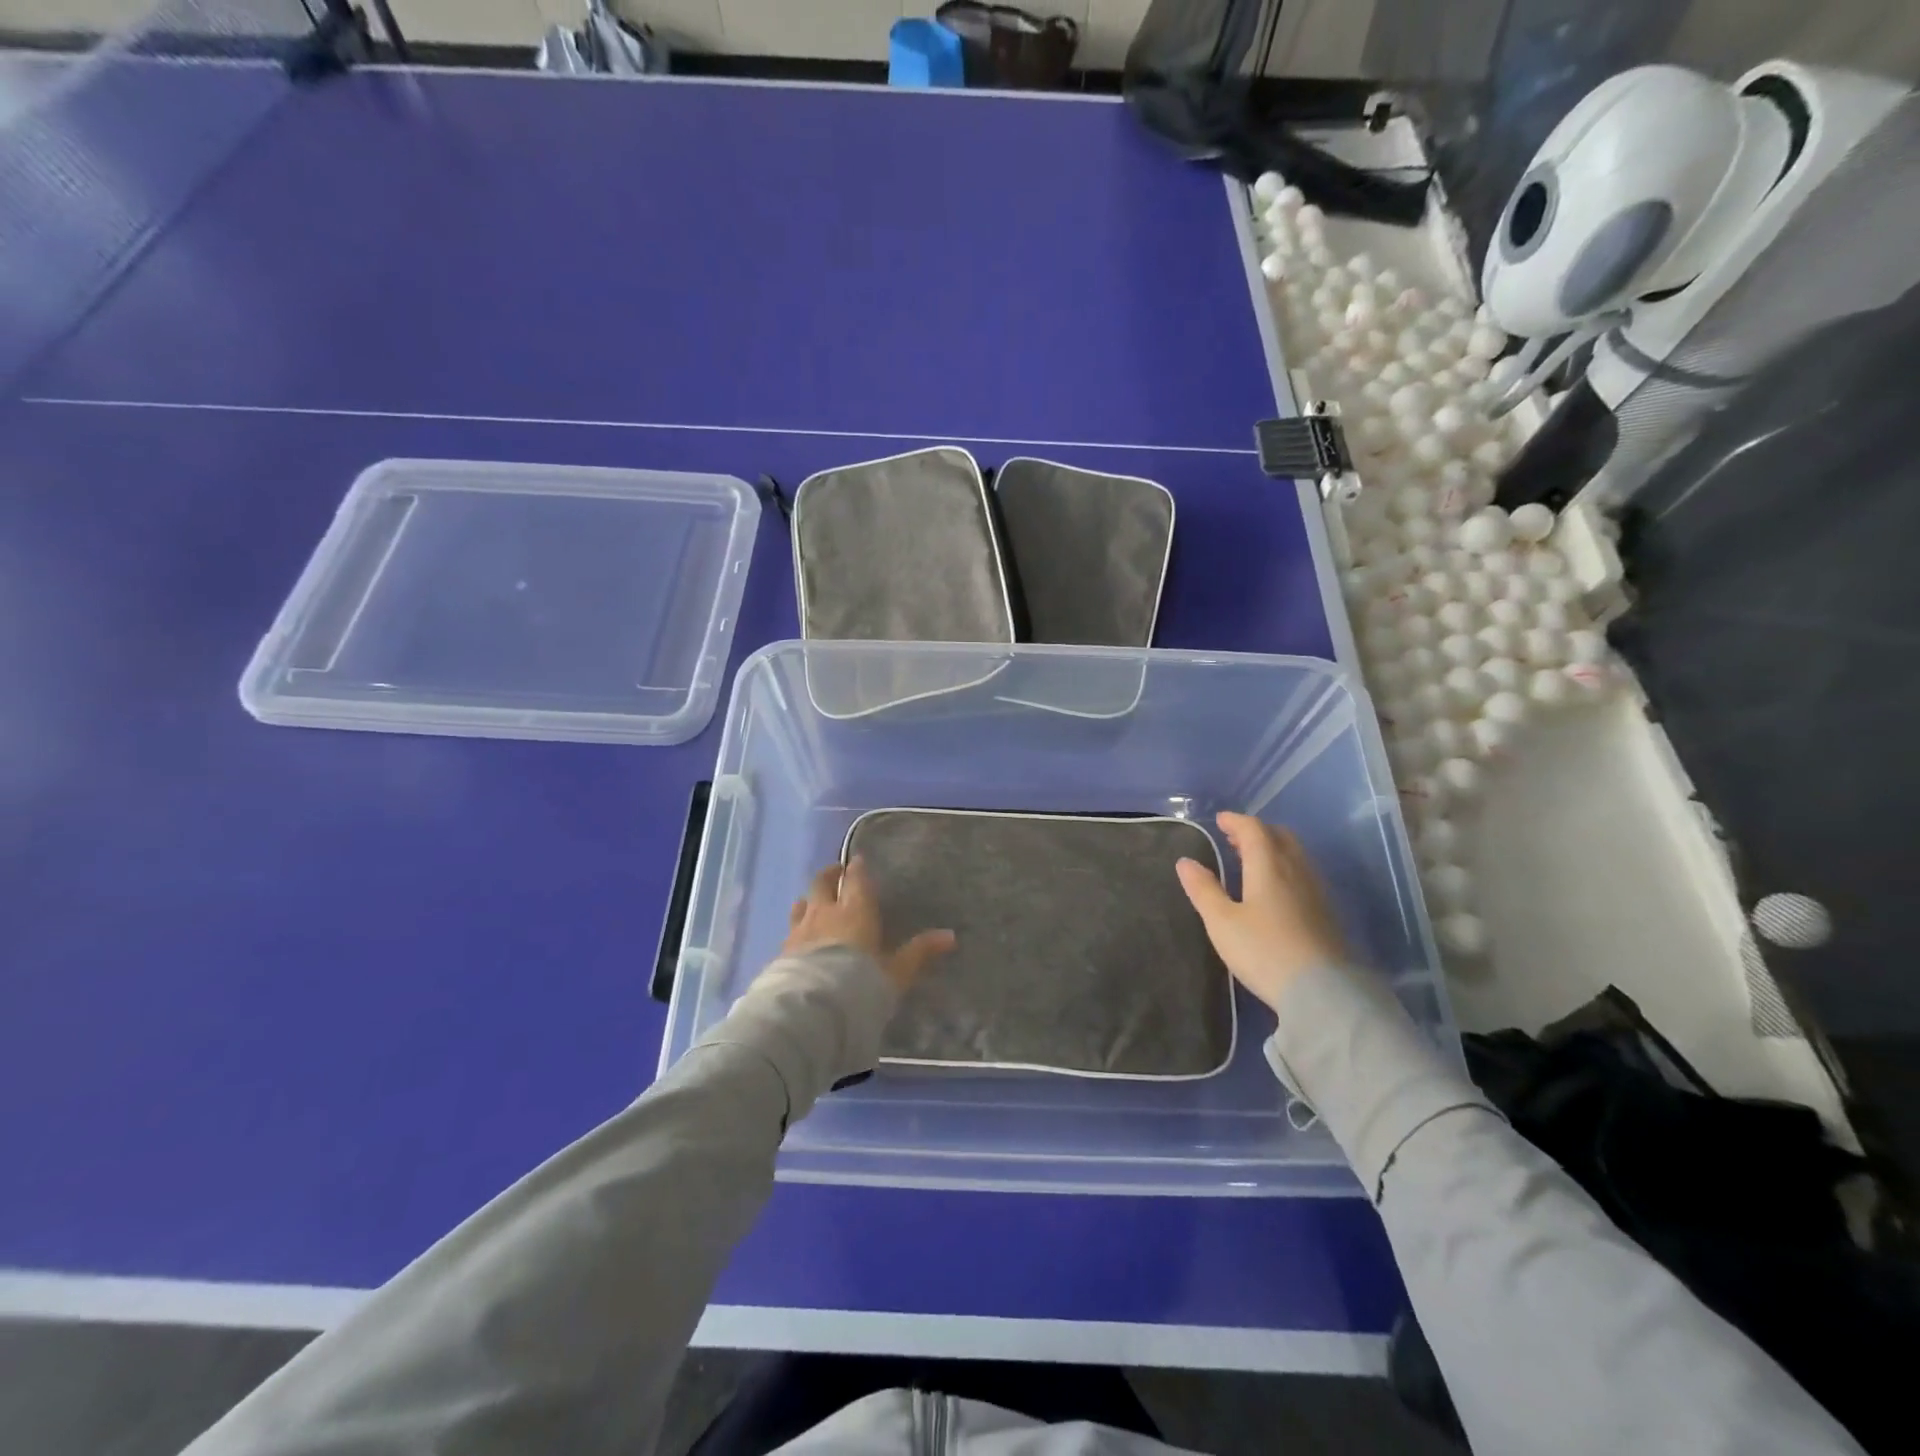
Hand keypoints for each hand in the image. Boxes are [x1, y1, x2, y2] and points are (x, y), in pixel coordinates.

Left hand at [780, 857, 955, 993]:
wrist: (813, 1008)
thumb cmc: (861, 983)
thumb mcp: (896, 972)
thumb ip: (919, 952)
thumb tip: (950, 936)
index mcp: (855, 910)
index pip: (855, 879)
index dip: (857, 869)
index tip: (857, 862)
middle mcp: (825, 912)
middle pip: (822, 883)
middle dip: (830, 875)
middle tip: (836, 873)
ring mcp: (799, 930)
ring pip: (802, 904)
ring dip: (809, 899)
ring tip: (813, 902)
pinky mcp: (781, 951)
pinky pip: (790, 930)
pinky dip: (797, 928)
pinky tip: (798, 938)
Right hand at [1176, 812, 1345, 1010]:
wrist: (1323, 992)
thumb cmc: (1264, 951)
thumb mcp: (1222, 922)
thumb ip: (1204, 889)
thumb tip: (1185, 862)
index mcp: (1268, 865)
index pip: (1253, 830)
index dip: (1235, 821)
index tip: (1220, 821)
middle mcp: (1296, 870)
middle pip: (1279, 837)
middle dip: (1256, 832)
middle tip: (1235, 839)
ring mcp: (1316, 891)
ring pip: (1295, 855)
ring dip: (1273, 848)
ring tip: (1252, 861)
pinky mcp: (1326, 912)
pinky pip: (1303, 873)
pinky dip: (1285, 867)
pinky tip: (1276, 889)